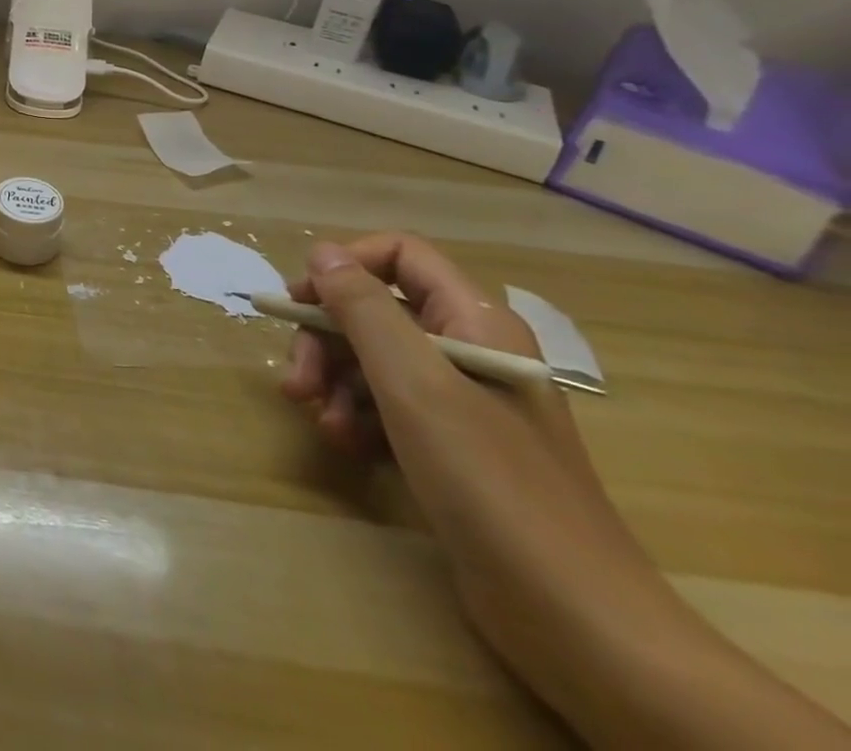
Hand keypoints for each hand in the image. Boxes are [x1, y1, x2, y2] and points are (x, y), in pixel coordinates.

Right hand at [282, 235, 692, 716]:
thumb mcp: (413, 383)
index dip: (345, 266)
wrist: (576, 620)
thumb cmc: (490, 482)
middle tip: (296, 381)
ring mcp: (465, 402)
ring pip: (375, 361)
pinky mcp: (454, 448)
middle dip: (326, 340)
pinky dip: (359, 419)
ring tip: (321, 423)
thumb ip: (362, 308)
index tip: (300, 301)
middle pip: (377, 312)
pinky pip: (389, 407)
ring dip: (335, 383)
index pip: (401, 256)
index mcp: (475, 321)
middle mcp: (469, 349)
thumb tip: (322, 252)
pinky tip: (347, 446)